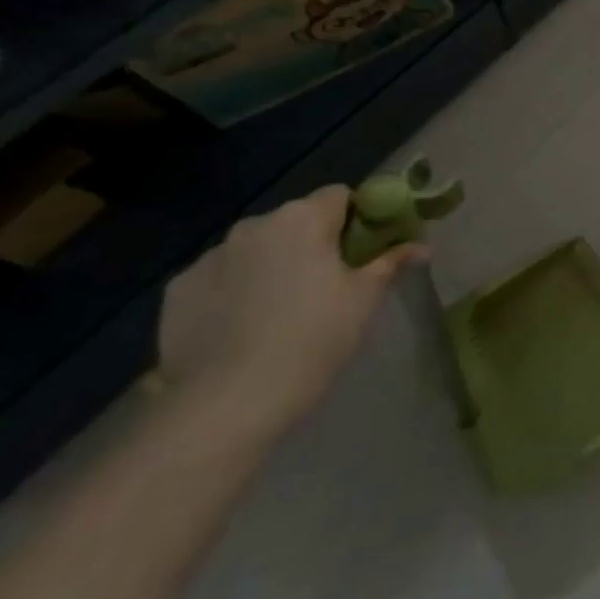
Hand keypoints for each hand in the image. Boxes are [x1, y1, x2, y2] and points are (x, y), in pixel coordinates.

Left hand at [158, 186, 425, 440]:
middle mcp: (253, 226)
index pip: (340, 196)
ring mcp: (209, 257)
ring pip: (256, 249)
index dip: (358, 218)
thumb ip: (391, 262)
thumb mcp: (365, 299)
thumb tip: (422, 246)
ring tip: (282, 309)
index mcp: (303, 219)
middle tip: (329, 283)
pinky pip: (220, 277)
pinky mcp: (177, 290)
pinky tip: (243, 326)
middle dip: (313, 242)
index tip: (365, 250)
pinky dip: (235, 290)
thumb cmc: (314, 338)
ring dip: (273, 264)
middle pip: (295, 220)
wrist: (229, 402)